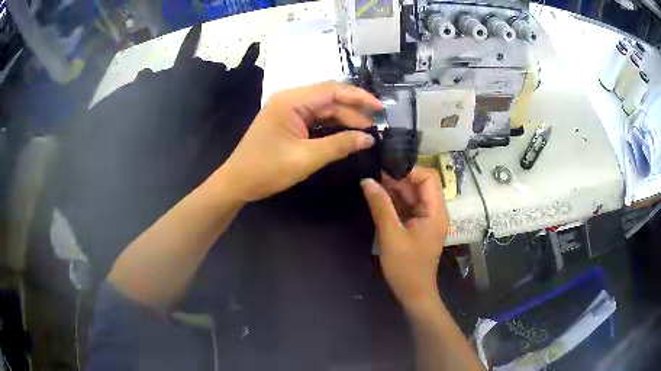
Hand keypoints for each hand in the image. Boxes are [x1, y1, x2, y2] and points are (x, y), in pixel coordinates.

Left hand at [217, 82, 381, 201]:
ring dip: (345, 119)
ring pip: (324, 109)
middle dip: (354, 111)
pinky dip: (332, 127)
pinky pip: (316, 120)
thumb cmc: (266, 170)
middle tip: (377, 127)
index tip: (381, 109)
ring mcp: (289, 110)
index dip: (359, 97)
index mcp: (292, 101)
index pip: (332, 90)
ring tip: (367, 133)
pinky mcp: (289, 122)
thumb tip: (368, 139)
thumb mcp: (306, 158)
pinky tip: (347, 135)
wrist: (237, 182)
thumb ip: (339, 145)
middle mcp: (291, 99)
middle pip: (329, 99)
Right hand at [361, 168, 448, 307]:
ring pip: (412, 195)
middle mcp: (434, 211)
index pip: (429, 177)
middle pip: (420, 185)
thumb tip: (367, 180)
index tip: (386, 171)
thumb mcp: (390, 235)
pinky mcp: (417, 226)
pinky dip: (394, 202)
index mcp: (435, 211)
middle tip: (374, 175)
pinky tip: (377, 198)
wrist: (413, 293)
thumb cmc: (406, 267)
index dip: (409, 171)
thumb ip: (380, 206)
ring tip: (372, 184)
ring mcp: (426, 219)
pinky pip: (407, 207)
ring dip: (394, 190)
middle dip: (398, 178)